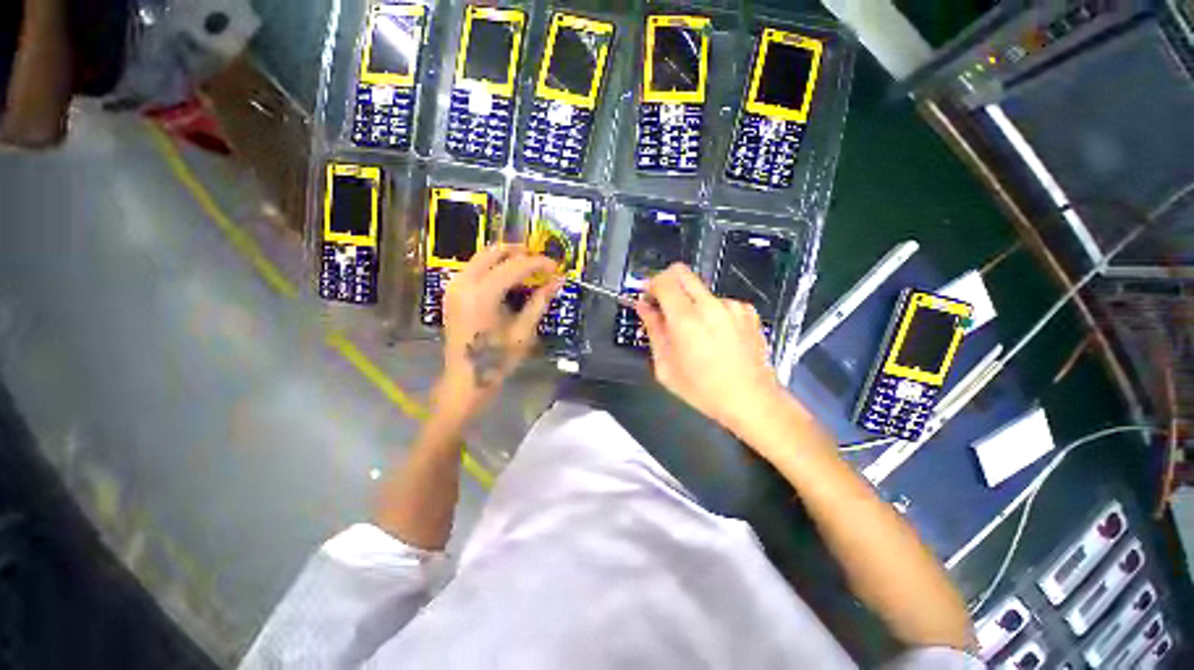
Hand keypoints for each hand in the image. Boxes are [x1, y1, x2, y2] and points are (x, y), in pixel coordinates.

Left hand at [437, 245, 559, 421]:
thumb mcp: (523, 331)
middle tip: (539, 260)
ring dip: (504, 257)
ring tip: (526, 266)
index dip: (538, 263)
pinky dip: (491, 266)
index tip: (556, 267)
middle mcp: (464, 283)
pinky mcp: (451, 293)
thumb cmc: (497, 359)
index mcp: (482, 294)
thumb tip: (557, 281)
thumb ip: (539, 301)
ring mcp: (454, 287)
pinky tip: (505, 276)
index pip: (515, 267)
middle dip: (519, 252)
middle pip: (493, 253)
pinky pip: (473, 268)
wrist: (465, 379)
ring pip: (480, 257)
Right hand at [636, 264, 788, 435]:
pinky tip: (714, 335)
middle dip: (667, 283)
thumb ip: (653, 330)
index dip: (650, 285)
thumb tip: (644, 308)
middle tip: (662, 304)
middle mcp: (711, 306)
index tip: (647, 297)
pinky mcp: (747, 312)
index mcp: (686, 320)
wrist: (750, 400)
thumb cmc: (704, 390)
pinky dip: (710, 312)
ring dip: (690, 302)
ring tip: (693, 331)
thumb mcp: (666, 366)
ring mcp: (732, 307)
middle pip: (682, 273)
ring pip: (700, 290)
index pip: (663, 281)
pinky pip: (720, 302)